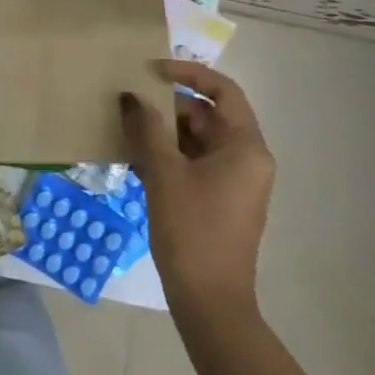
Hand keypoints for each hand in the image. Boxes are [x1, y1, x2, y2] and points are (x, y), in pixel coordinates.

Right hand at [120, 60, 274, 314]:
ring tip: (126, 129)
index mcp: (246, 146)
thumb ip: (146, 128)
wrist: (209, 303)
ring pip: (198, 140)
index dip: (188, 73)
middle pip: (208, 115)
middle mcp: (247, 158)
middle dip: (168, 107)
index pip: (222, 90)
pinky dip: (169, 156)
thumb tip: (130, 96)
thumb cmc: (192, 230)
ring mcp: (235, 181)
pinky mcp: (220, 200)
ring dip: (164, 133)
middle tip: (130, 103)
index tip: (152, 71)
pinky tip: (135, 159)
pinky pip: (194, 163)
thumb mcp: (164, 173)